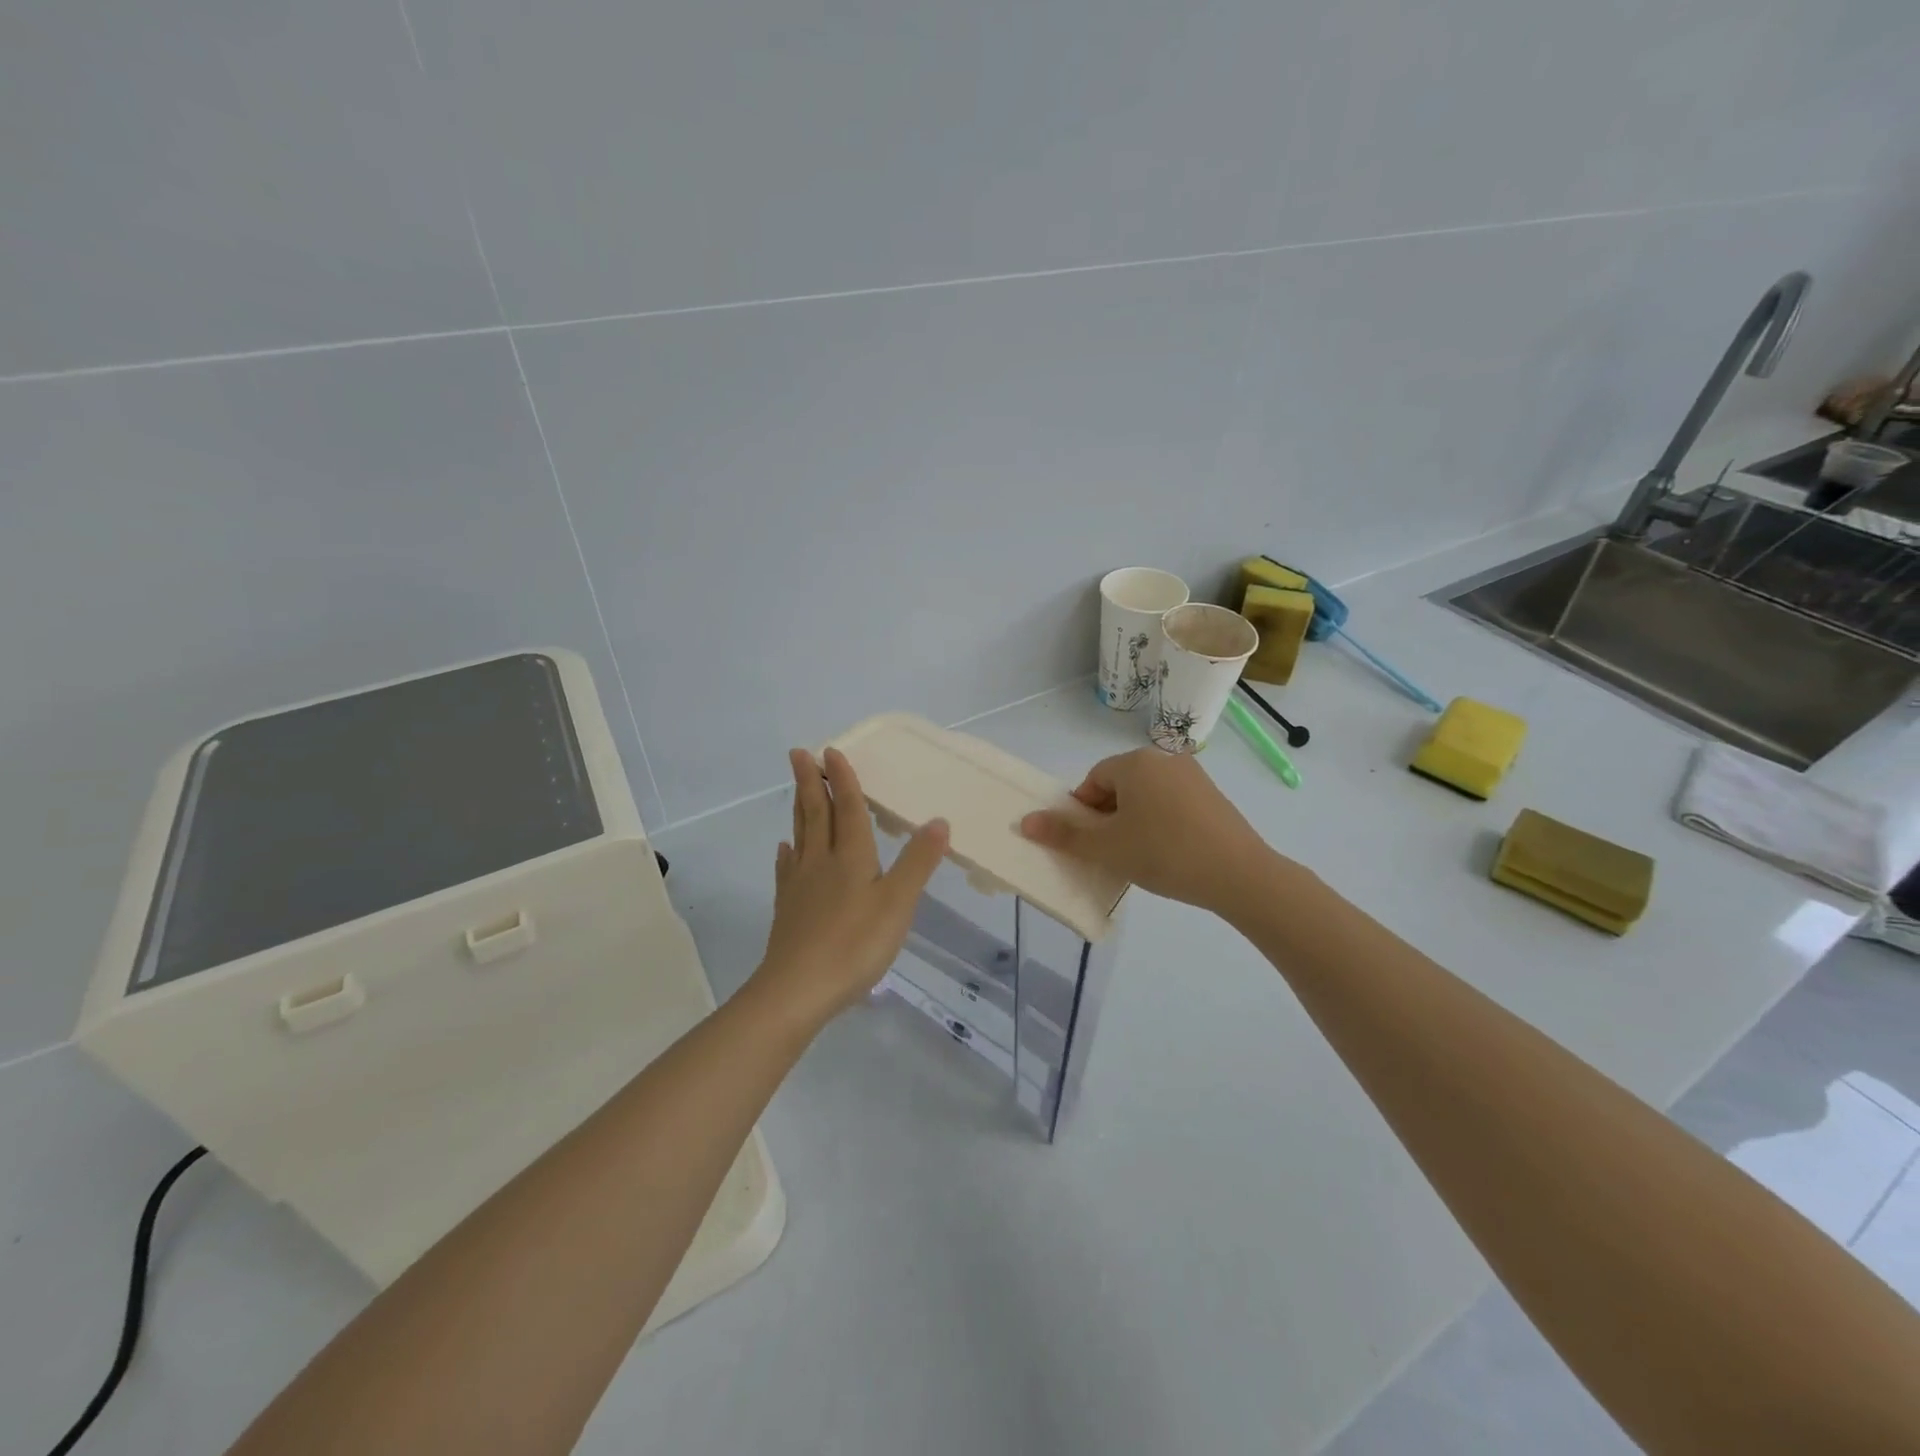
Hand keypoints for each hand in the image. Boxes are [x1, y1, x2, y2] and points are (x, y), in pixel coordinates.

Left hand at [754, 747, 948, 1026]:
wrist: (798, 989)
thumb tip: (938, 820)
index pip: (847, 808)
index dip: (843, 780)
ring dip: (800, 808)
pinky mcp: (788, 909)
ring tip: (796, 789)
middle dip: (810, 782)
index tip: (831, 750)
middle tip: (798, 753)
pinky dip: (788, 853)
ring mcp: (800, 885)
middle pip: (816, 814)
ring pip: (800, 836)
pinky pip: (788, 869)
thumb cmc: (855, 944)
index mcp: (851, 857)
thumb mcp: (898, 903)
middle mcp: (822, 862)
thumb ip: (918, 862)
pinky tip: (786, 850)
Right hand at [1018, 748, 1278, 914]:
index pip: (1093, 780)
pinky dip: (1162, 823)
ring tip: (1141, 856)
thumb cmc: (1163, 853)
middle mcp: (1164, 758)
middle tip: (1113, 852)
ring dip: (1135, 821)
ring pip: (1146, 796)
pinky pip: (1172, 804)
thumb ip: (1064, 833)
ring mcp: (1193, 775)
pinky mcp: (1213, 796)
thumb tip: (1025, 821)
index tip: (1090, 843)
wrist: (1238, 874)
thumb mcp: (1107, 847)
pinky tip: (1169, 853)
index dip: (1083, 812)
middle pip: (1120, 785)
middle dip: (1108, 817)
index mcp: (1135, 762)